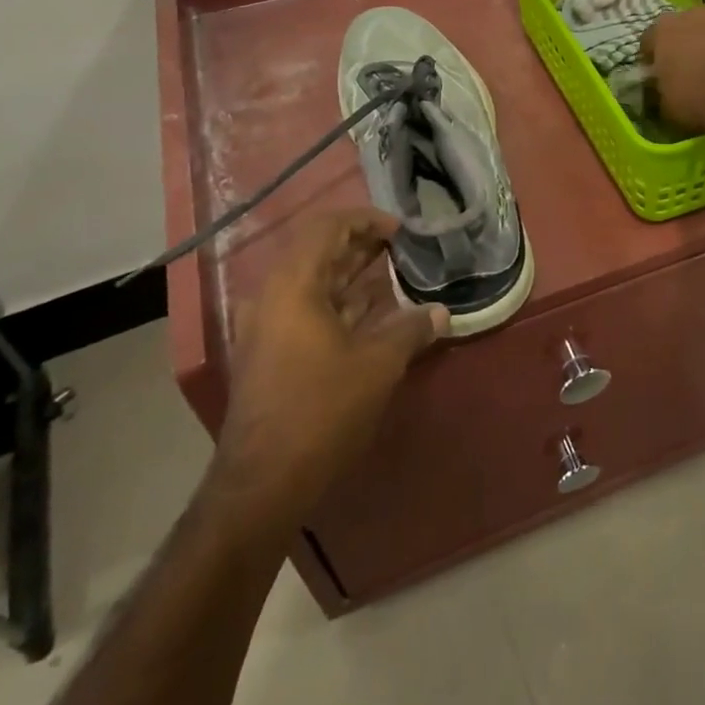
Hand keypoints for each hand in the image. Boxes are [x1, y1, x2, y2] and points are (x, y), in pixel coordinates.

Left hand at [215, 208, 447, 509]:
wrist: (262, 484)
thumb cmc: (321, 410)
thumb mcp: (378, 365)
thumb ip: (411, 329)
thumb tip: (442, 313)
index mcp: (293, 285)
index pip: (327, 227)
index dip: (366, 220)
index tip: (401, 230)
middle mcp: (273, 297)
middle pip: (318, 252)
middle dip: (362, 246)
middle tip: (402, 248)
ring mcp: (267, 327)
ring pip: (313, 284)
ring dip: (352, 276)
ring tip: (394, 275)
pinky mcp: (269, 355)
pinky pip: (307, 311)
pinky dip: (339, 304)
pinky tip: (373, 315)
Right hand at [642, 7, 704, 133]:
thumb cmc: (695, 99)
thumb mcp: (665, 105)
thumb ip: (660, 90)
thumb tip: (661, 91)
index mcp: (664, 29)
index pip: (649, 40)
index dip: (651, 58)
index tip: (655, 75)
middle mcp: (694, 15)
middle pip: (683, 28)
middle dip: (684, 46)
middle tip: (687, 71)